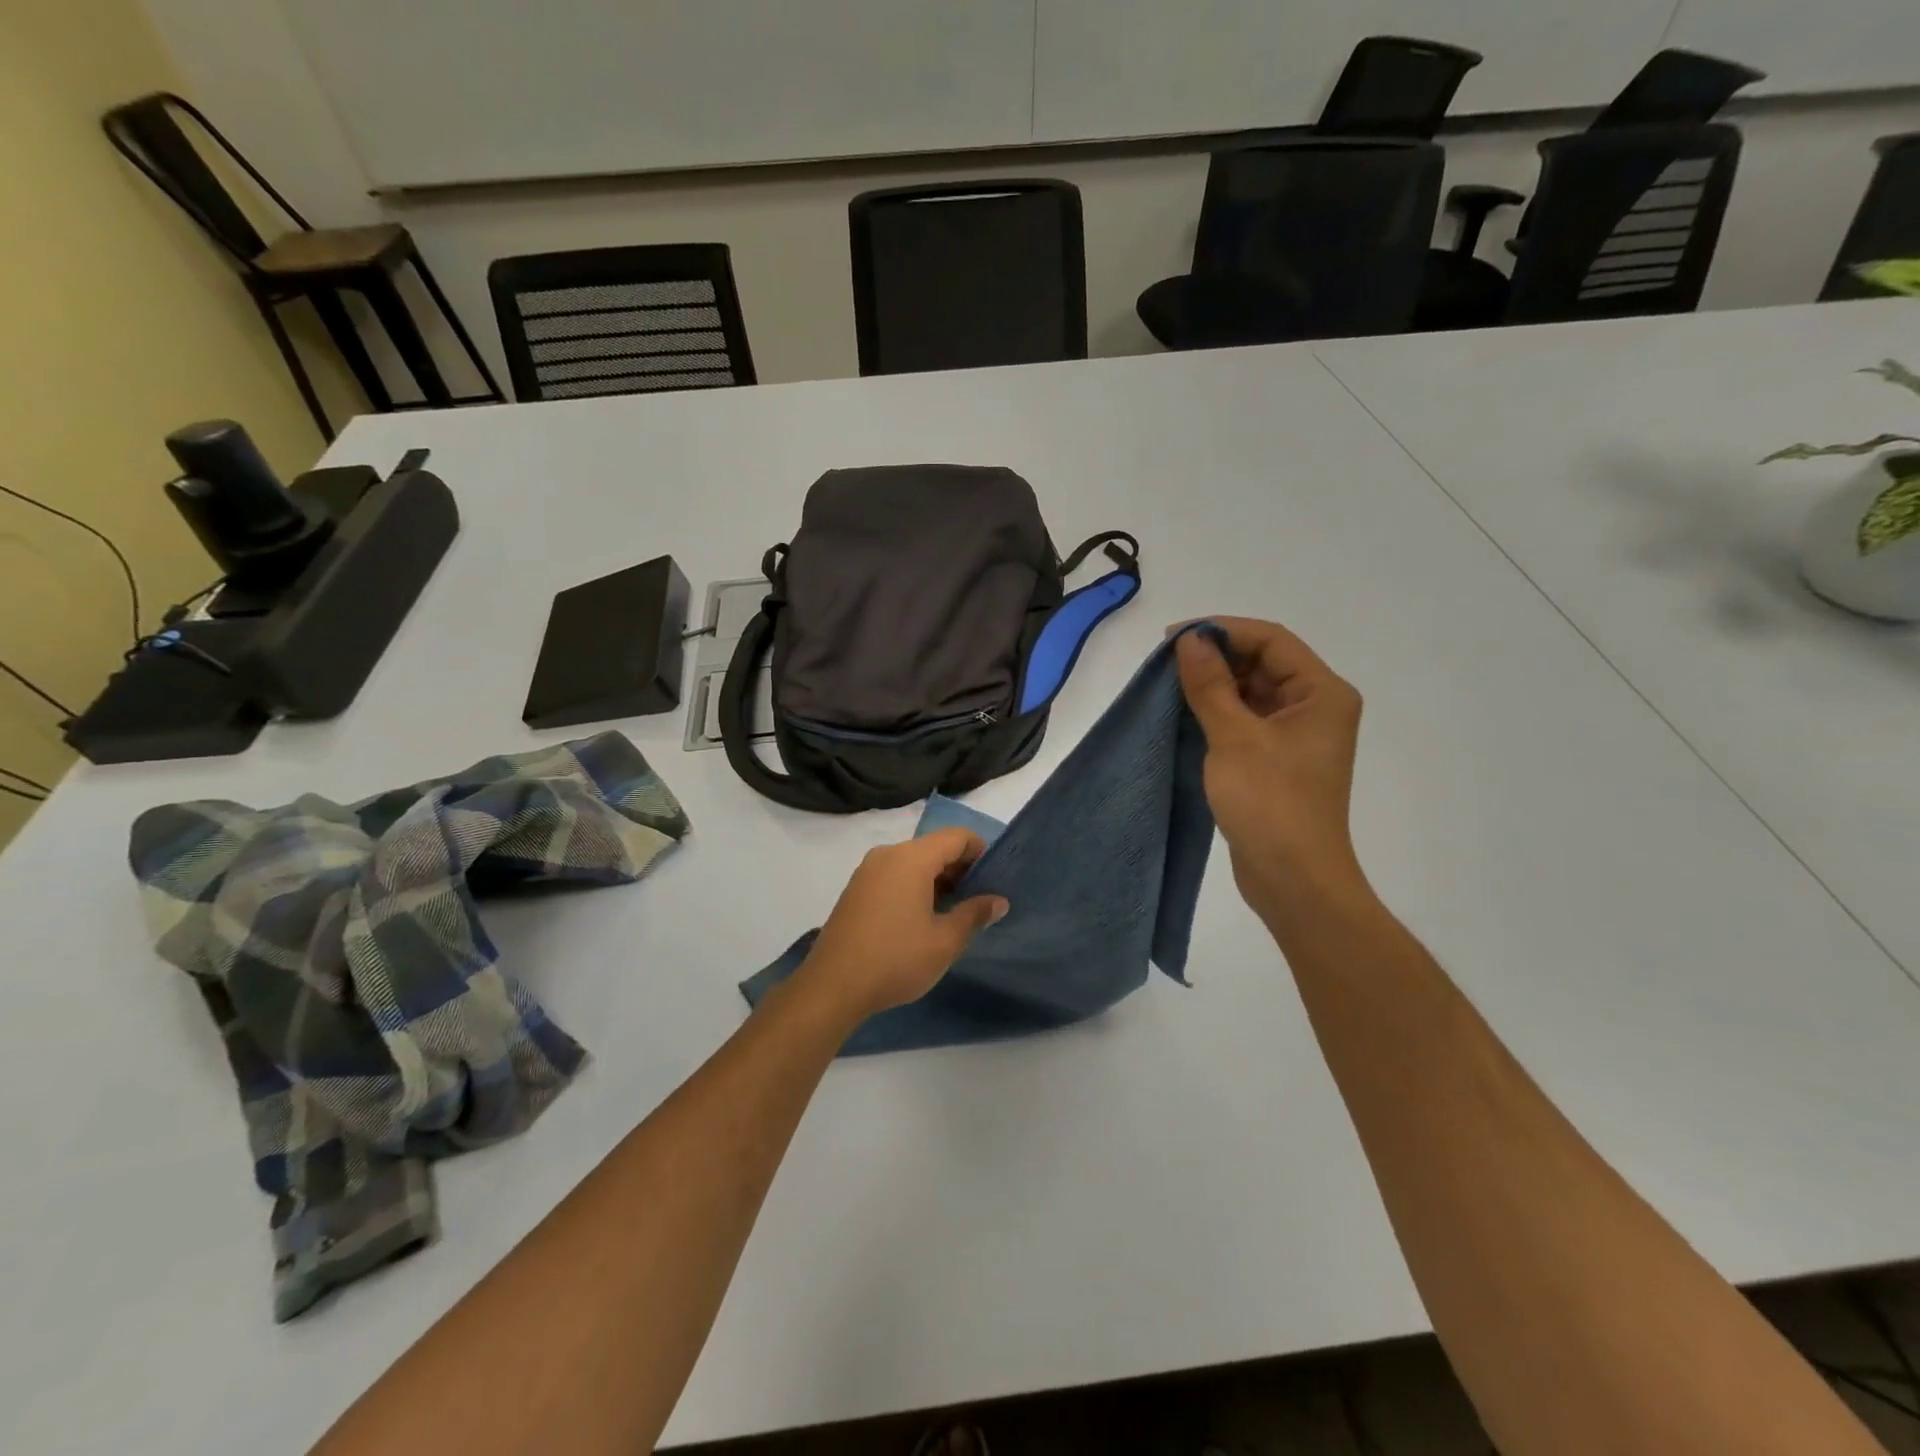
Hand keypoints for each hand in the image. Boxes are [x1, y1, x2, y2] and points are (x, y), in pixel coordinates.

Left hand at [797, 828, 1008, 1022]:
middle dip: (959, 868)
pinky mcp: (855, 890)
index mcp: (912, 858)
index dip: (980, 852)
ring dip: (937, 880)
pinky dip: (914, 887)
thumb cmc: (896, 959)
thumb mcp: (945, 941)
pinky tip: (920, 919)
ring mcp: (867, 871)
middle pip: (934, 847)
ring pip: (913, 862)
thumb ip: (975, 914)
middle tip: (977, 901)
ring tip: (952, 913)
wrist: (832, 986)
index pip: (957, 836)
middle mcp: (888, 854)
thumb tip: (998, 901)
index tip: (993, 880)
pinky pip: (894, 876)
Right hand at [1175, 619, 1366, 919]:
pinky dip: (1217, 711)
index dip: (1222, 631)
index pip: (1271, 640)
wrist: (1293, 879)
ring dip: (1213, 685)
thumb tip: (1189, 639)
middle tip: (1165, 663)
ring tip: (1168, 685)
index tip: (1173, 638)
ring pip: (1251, 691)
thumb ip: (1210, 684)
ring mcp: (1296, 735)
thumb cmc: (1270, 804)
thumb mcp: (1234, 737)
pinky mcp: (1276, 759)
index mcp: (1322, 693)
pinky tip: (1184, 713)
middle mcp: (1315, 707)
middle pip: (1263, 662)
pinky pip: (1245, 719)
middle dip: (1215, 657)